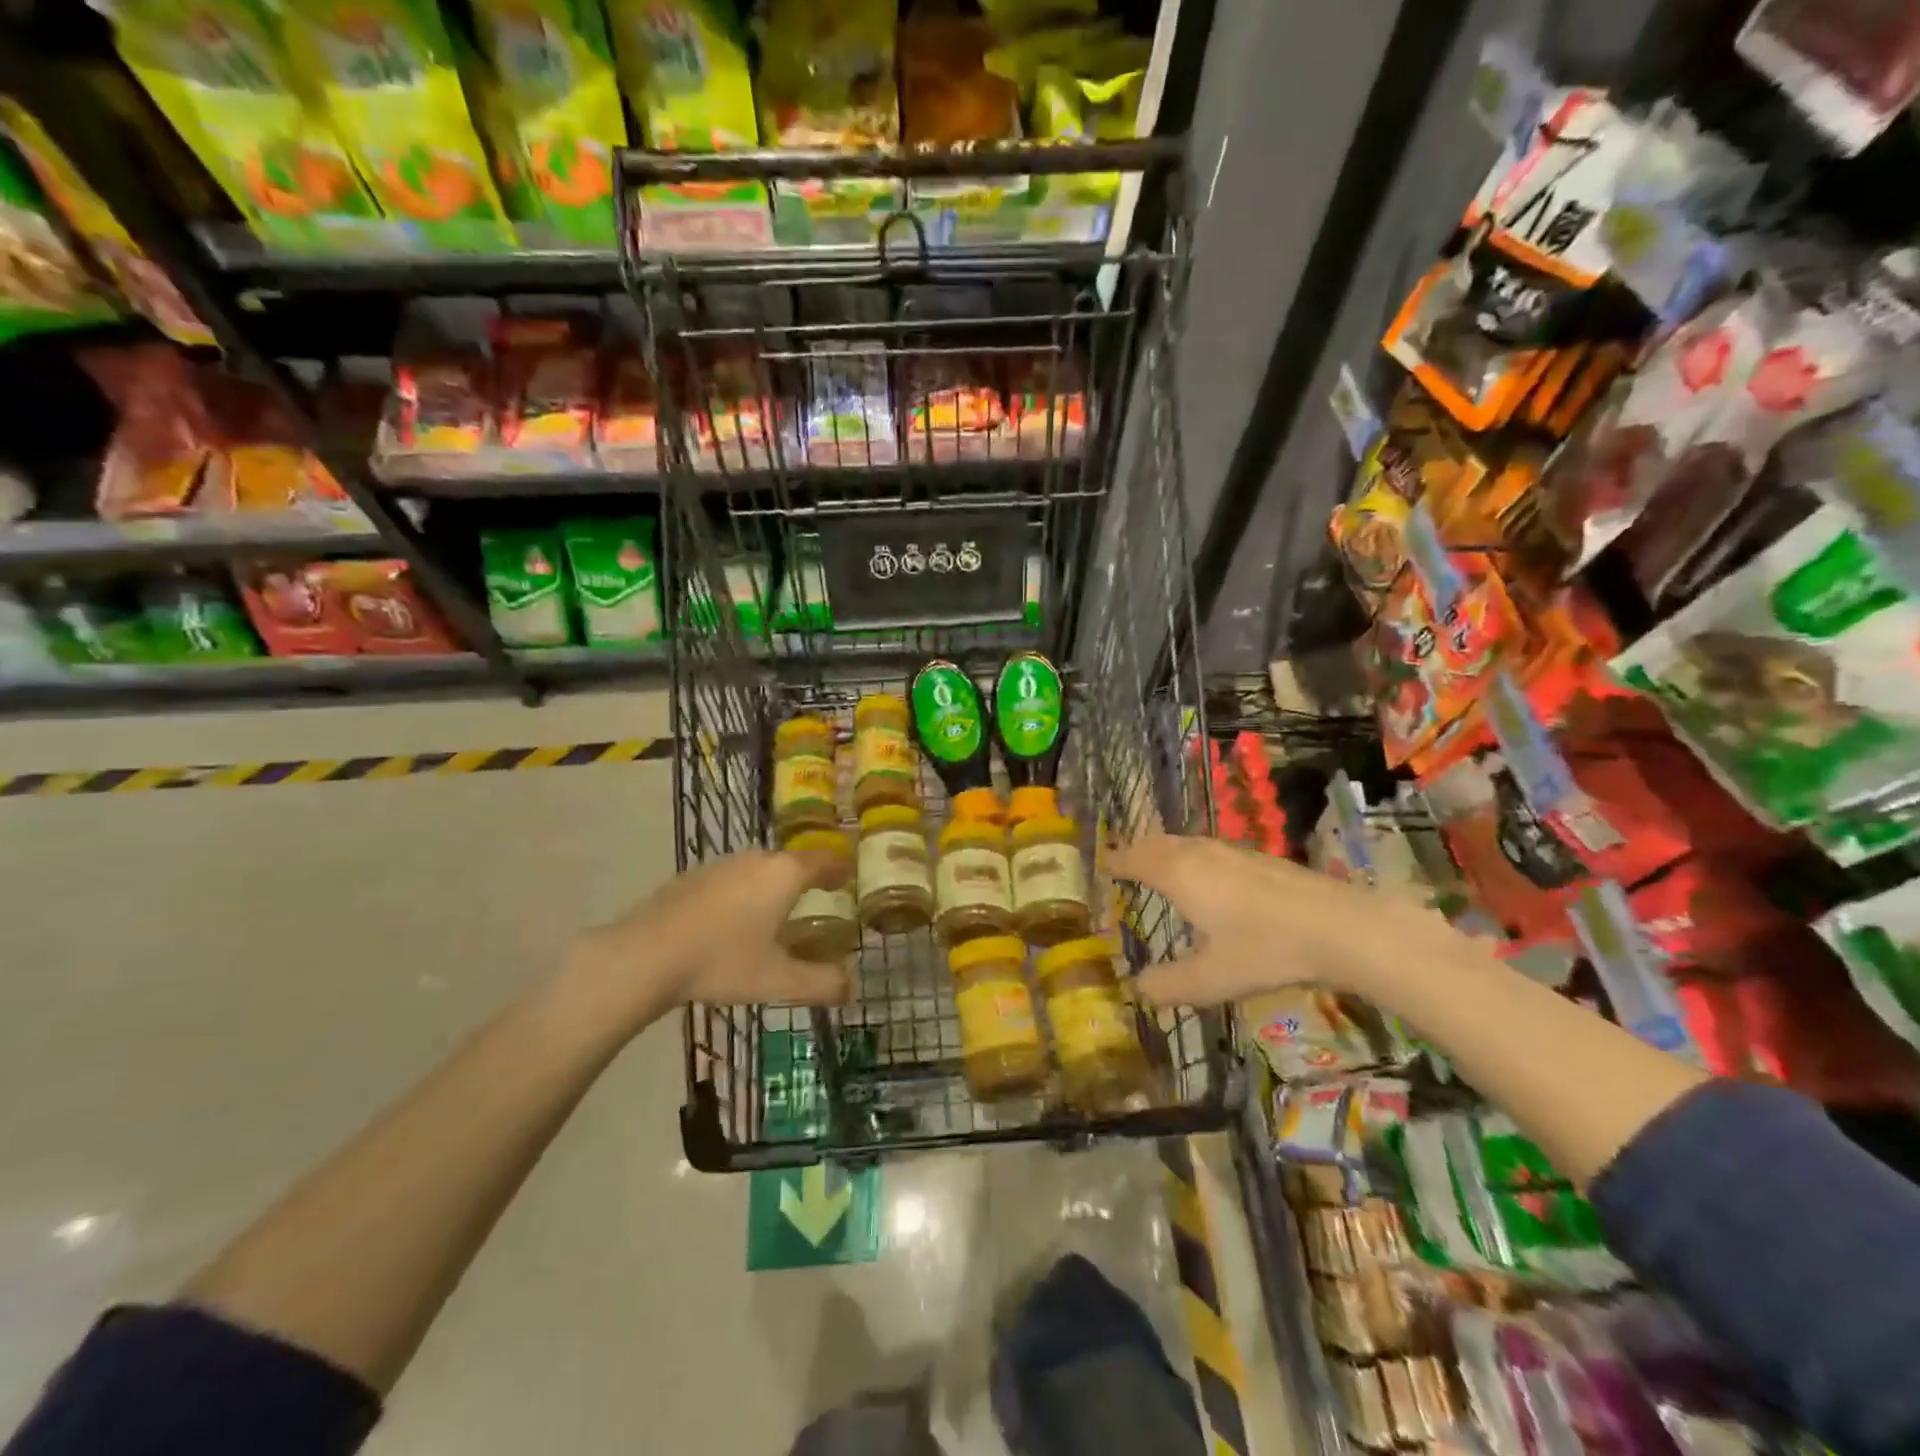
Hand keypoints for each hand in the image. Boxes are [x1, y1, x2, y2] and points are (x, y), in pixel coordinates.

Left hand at [569, 849, 851, 1031]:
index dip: (839, 869)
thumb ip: (820, 984)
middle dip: (806, 879)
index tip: (847, 879)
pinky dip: (742, 893)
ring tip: (775, 913)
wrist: (644, 956)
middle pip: (790, 862)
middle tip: (815, 900)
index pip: (823, 860)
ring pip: (758, 869)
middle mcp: (756, 860)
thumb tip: (850, 988)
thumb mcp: (778, 981)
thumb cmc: (722, 962)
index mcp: (784, 875)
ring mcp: (720, 865)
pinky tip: (731, 923)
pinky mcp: (691, 877)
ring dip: (772, 885)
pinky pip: (731, 879)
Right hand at [1107, 834, 1457, 1006]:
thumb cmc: (1266, 950)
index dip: (1116, 861)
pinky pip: (1210, 850)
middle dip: (1137, 850)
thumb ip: (1169, 985)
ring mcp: (1233, 852)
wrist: (1341, 927)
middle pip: (1158, 843)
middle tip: (1123, 862)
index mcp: (1179, 874)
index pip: (1135, 858)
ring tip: (1159, 867)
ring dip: (1166, 851)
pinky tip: (1209, 879)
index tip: (1101, 864)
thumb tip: (1137, 989)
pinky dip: (1193, 858)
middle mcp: (1201, 854)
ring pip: (1187, 843)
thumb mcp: (1211, 979)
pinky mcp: (1260, 860)